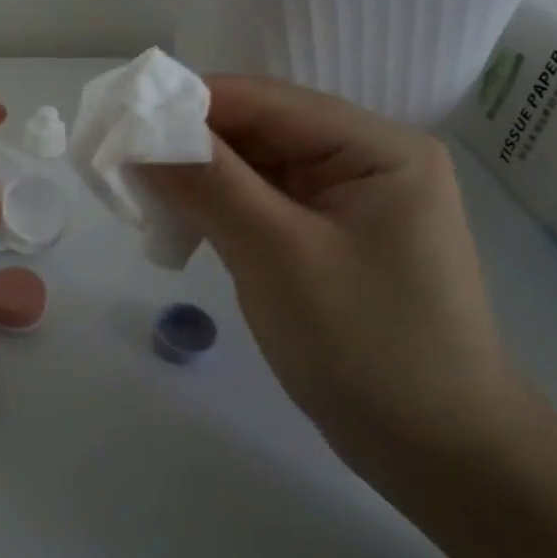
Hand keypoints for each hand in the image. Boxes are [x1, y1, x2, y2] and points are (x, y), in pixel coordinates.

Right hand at [146, 75, 522, 470]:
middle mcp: (363, 161)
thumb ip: (209, 184)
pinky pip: (258, 205)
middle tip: (119, 162)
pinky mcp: (323, 239)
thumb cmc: (369, 347)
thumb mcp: (280, 256)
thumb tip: (139, 133)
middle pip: (258, 131)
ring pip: (251, 169)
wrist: (438, 456)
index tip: (121, 119)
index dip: (190, 104)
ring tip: (138, 197)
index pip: (266, 101)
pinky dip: (215, 210)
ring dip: (196, 179)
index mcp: (376, 148)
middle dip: (189, 145)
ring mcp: (343, 203)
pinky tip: (177, 226)